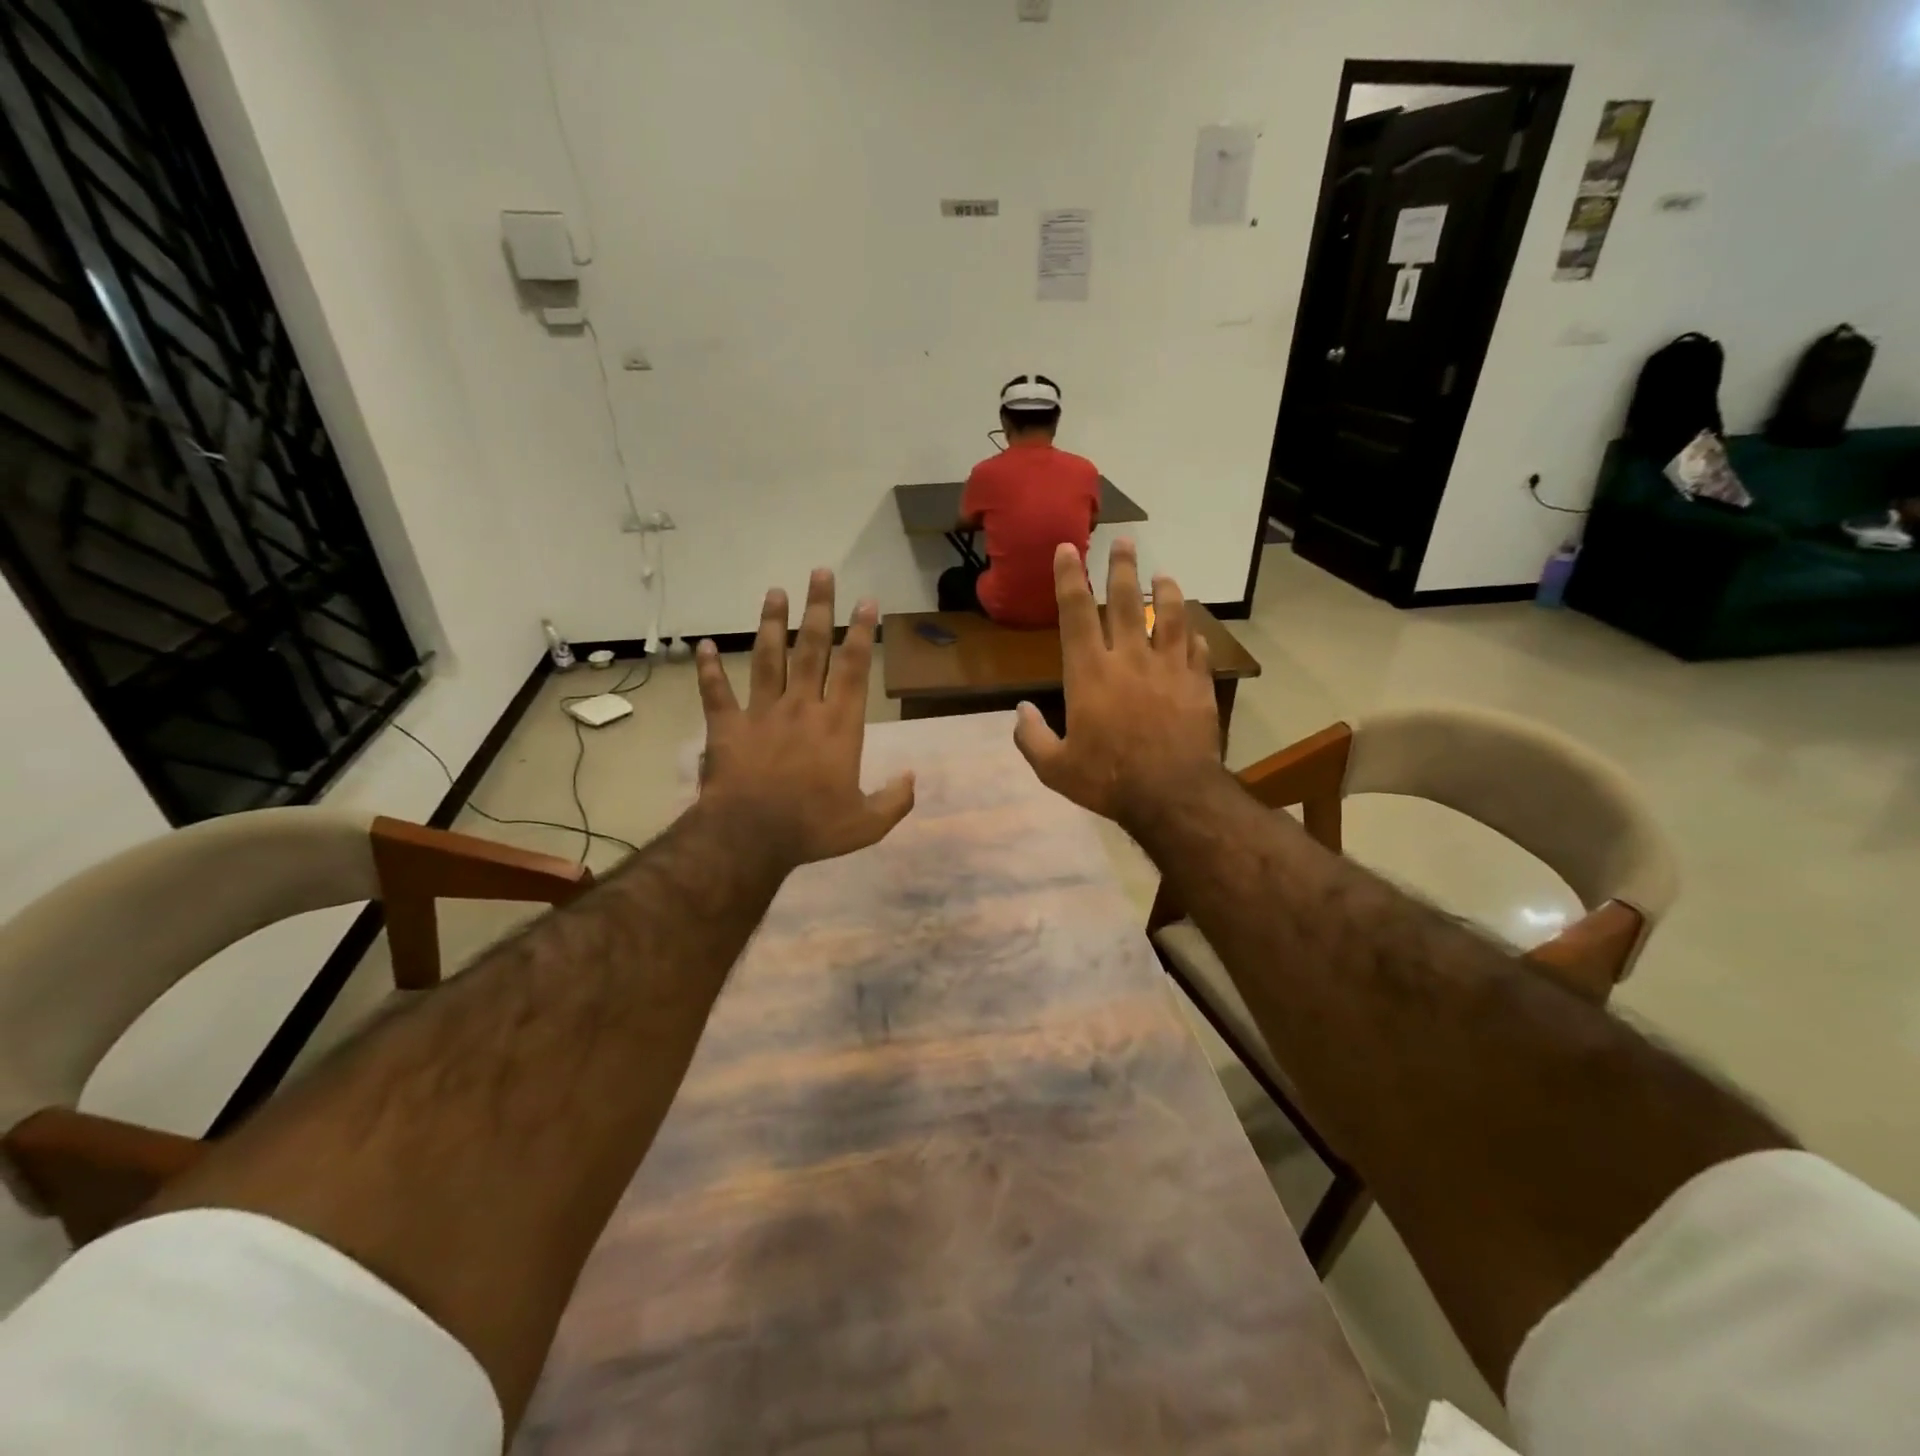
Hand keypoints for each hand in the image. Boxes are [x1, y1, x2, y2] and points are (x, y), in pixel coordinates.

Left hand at [695, 569, 914, 867]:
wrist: (750, 837)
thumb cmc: (812, 828)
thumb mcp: (867, 824)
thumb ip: (895, 801)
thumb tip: (913, 779)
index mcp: (838, 725)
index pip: (854, 667)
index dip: (862, 632)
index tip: (866, 600)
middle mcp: (801, 707)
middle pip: (812, 648)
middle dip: (818, 608)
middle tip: (820, 572)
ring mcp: (761, 713)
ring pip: (767, 658)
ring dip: (771, 623)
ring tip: (773, 592)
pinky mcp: (727, 727)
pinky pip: (716, 692)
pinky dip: (708, 669)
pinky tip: (703, 646)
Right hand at [1014, 539, 1223, 825]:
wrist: (1172, 795)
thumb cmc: (1108, 779)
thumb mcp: (1055, 768)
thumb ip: (1031, 737)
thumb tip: (1020, 712)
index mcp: (1089, 673)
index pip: (1075, 613)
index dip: (1070, 577)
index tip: (1068, 548)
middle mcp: (1129, 659)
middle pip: (1125, 601)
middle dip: (1122, 567)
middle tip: (1125, 541)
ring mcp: (1168, 668)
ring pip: (1168, 616)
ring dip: (1165, 591)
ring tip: (1164, 575)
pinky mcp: (1197, 683)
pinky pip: (1195, 649)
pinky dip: (1191, 634)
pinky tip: (1191, 629)